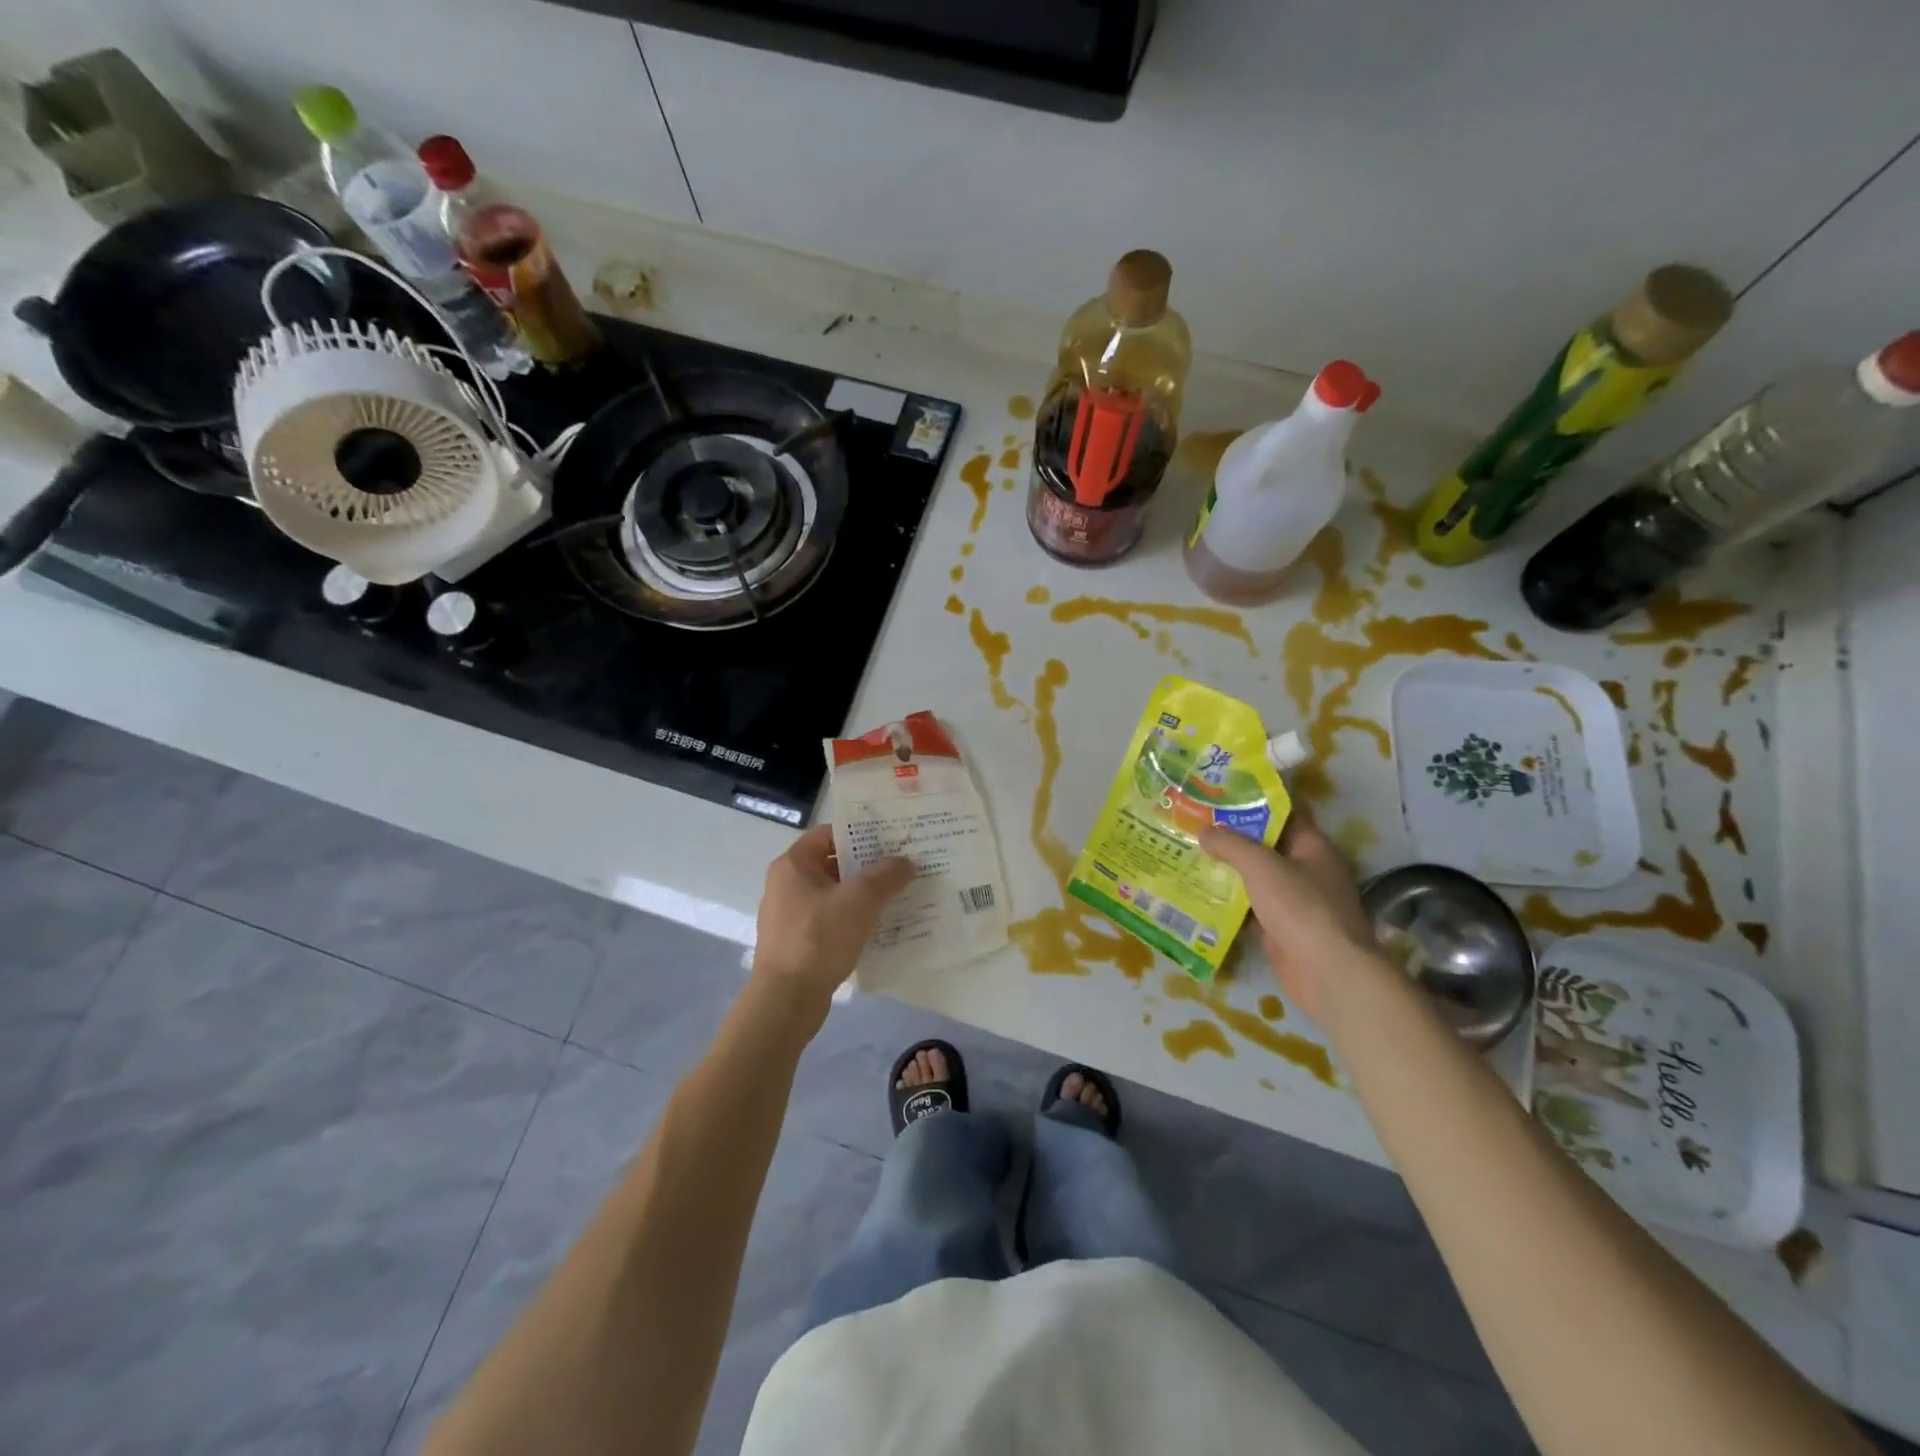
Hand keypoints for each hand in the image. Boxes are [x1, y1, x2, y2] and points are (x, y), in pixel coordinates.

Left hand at [749, 824, 913, 1013]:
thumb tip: (905, 862)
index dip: (859, 833)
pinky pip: (830, 919)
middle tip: (901, 866)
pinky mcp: (797, 942)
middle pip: (832, 864)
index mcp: (793, 865)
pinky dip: (852, 918)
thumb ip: (886, 875)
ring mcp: (789, 915)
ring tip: (897, 895)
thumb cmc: (819, 938)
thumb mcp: (860, 900)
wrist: (786, 1000)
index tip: (890, 838)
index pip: (828, 834)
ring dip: (862, 894)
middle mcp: (786, 884)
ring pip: (833, 894)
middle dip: (866, 865)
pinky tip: (879, 926)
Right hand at [1198, 810, 1383, 1025]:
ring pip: (1254, 877)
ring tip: (1187, 853)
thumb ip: (1231, 844)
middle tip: (1192, 823)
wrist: (1327, 973)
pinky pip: (1249, 906)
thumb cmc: (1300, 908)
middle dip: (1231, 836)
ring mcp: (1293, 901)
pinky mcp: (1280, 928)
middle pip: (1264, 845)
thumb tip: (1204, 831)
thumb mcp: (1262, 866)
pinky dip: (1227, 901)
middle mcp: (1305, 870)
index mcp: (1312, 846)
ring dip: (1225, 869)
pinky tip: (1196, 892)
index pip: (1282, 813)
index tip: (1217, 794)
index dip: (1252, 801)